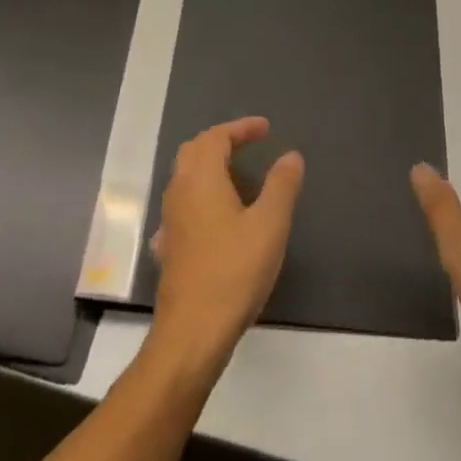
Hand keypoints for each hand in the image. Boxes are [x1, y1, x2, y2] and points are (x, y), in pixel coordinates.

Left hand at [147, 117, 304, 376]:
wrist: (192, 332)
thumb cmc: (233, 272)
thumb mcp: (269, 226)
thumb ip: (282, 186)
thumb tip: (291, 155)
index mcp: (201, 178)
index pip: (217, 137)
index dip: (241, 128)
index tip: (266, 129)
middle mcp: (179, 190)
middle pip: (195, 150)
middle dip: (222, 141)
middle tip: (250, 144)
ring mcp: (170, 218)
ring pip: (186, 176)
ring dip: (211, 166)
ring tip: (240, 176)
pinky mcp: (170, 244)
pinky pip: (184, 202)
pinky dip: (203, 194)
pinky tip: (218, 215)